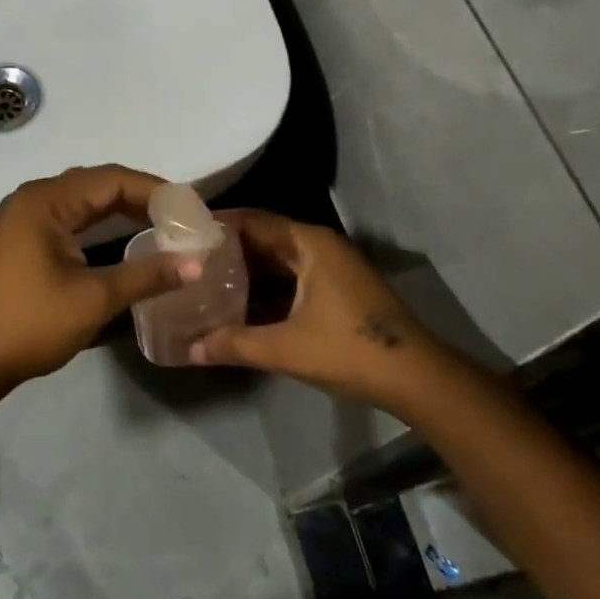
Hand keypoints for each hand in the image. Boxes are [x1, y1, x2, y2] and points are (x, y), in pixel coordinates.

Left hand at [0, 166, 201, 388]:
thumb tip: (197, 263)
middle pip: (97, 184)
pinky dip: (99, 222)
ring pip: (83, 200)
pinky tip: (123, 236)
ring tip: (162, 223)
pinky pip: (69, 217)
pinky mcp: (22, 239)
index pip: (112, 179)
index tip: (191, 209)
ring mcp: (24, 218)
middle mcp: (33, 199)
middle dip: (141, 196)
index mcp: (46, 201)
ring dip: (120, 208)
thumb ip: (146, 275)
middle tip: (182, 216)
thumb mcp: (93, 299)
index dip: (155, 190)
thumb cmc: (28, 323)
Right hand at [187, 209, 435, 406]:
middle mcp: (319, 245)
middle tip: (187, 259)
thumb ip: (234, 344)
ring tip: (205, 281)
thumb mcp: (285, 348)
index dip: (216, 225)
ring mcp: (332, 267)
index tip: (182, 234)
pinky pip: (291, 277)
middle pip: (263, 237)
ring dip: (245, 270)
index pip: (251, 220)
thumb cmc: (349, 350)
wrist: (416, 378)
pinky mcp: (337, 288)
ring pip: (277, 260)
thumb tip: (188, 349)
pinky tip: (240, 305)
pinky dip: (265, 287)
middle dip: (226, 249)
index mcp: (308, 242)